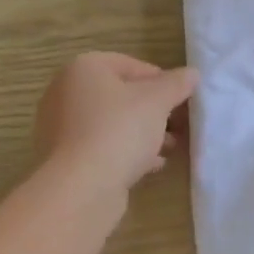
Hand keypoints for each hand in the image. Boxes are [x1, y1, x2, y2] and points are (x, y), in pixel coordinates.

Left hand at [35, 52, 198, 194]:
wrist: (80, 188)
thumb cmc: (119, 130)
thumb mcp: (157, 101)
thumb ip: (176, 84)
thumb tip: (191, 73)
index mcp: (84, 68)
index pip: (131, 65)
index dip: (162, 81)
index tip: (182, 100)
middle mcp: (66, 92)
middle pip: (121, 95)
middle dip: (154, 110)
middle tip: (180, 125)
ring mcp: (61, 127)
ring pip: (112, 123)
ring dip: (143, 132)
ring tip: (170, 147)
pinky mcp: (65, 158)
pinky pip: (101, 147)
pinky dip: (125, 151)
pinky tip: (151, 165)